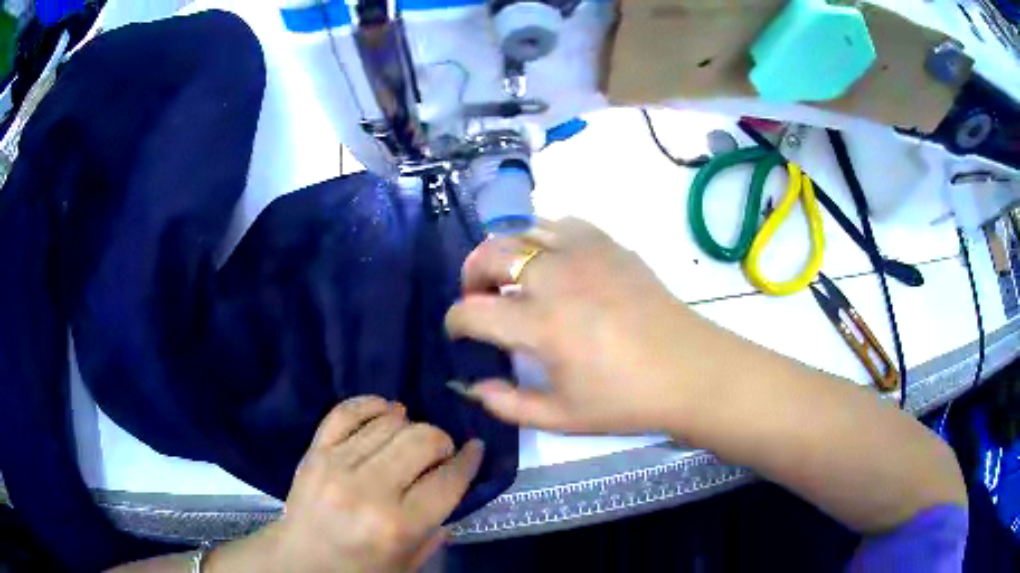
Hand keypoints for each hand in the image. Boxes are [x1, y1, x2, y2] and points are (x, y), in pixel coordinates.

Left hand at [211, 396, 483, 572]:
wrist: (300, 560)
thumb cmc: (360, 569)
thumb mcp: (409, 563)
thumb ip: (437, 528)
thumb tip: (455, 484)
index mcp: (398, 525)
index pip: (448, 479)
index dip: (469, 460)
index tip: (475, 450)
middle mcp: (369, 490)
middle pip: (421, 440)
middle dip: (441, 441)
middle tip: (440, 452)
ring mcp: (337, 465)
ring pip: (390, 422)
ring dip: (411, 425)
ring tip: (411, 438)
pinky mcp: (315, 451)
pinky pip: (347, 411)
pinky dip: (372, 404)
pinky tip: (387, 411)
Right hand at [445, 218, 733, 433]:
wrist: (690, 371)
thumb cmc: (627, 400)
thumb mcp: (561, 417)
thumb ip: (507, 404)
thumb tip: (471, 387)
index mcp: (542, 326)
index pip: (472, 312)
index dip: (455, 322)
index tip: (459, 333)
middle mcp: (556, 279)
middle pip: (490, 255)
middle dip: (471, 275)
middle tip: (478, 298)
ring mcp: (585, 254)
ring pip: (522, 231)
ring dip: (504, 252)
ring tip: (510, 276)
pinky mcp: (609, 244)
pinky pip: (560, 223)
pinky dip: (542, 237)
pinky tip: (552, 261)